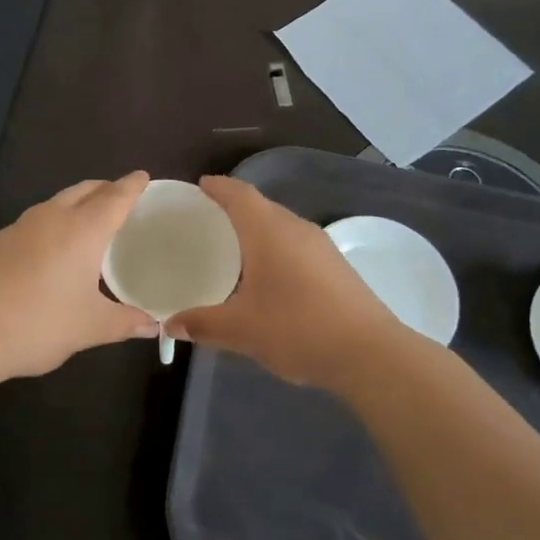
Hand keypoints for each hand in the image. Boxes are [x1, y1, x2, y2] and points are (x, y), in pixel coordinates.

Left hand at [0, 171, 156, 382]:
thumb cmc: (37, 324)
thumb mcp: (89, 328)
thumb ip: (124, 323)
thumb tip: (153, 326)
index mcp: (82, 230)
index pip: (114, 198)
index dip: (132, 186)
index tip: (143, 176)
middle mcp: (51, 218)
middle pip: (84, 191)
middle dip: (104, 189)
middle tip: (120, 196)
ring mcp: (18, 228)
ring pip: (56, 203)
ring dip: (76, 204)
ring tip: (88, 222)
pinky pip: (35, 222)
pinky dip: (53, 224)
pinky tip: (51, 250)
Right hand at [167, 175, 404, 391]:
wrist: (369, 353)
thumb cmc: (297, 329)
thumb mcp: (241, 330)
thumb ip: (202, 324)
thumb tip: (170, 323)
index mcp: (269, 231)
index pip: (239, 194)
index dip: (218, 187)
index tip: (199, 187)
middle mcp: (295, 228)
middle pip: (260, 205)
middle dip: (233, 208)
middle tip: (206, 221)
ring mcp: (320, 246)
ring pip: (280, 225)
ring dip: (256, 229)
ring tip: (232, 247)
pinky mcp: (335, 265)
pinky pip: (295, 244)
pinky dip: (274, 247)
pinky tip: (266, 274)